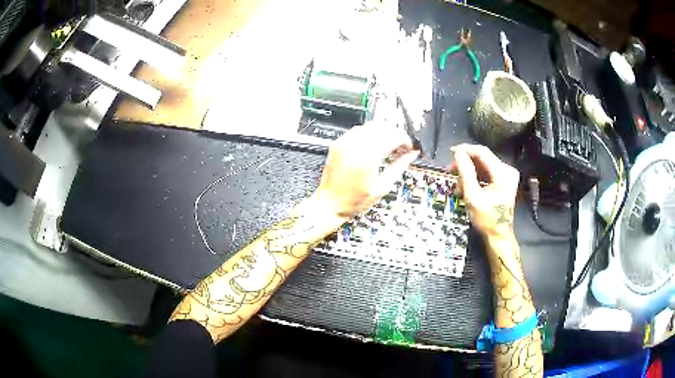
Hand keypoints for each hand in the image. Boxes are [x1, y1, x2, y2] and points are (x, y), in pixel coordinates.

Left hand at [314, 124, 419, 219]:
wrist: (330, 204)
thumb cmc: (354, 200)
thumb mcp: (383, 186)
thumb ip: (400, 166)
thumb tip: (413, 155)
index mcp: (368, 158)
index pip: (393, 137)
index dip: (405, 140)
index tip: (409, 147)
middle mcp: (355, 146)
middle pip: (383, 128)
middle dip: (395, 134)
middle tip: (401, 147)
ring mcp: (345, 143)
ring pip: (371, 125)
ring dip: (383, 132)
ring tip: (388, 146)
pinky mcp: (338, 143)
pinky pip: (358, 130)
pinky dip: (369, 133)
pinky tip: (374, 146)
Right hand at [449, 144, 519, 238]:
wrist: (498, 235)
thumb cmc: (486, 219)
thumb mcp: (473, 196)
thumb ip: (466, 173)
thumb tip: (458, 153)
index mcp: (503, 173)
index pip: (482, 152)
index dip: (465, 150)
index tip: (450, 153)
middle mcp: (507, 170)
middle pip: (483, 158)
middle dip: (465, 163)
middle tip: (450, 171)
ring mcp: (507, 175)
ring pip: (483, 165)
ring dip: (469, 172)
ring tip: (457, 185)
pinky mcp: (504, 181)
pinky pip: (487, 172)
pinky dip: (475, 177)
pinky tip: (466, 187)